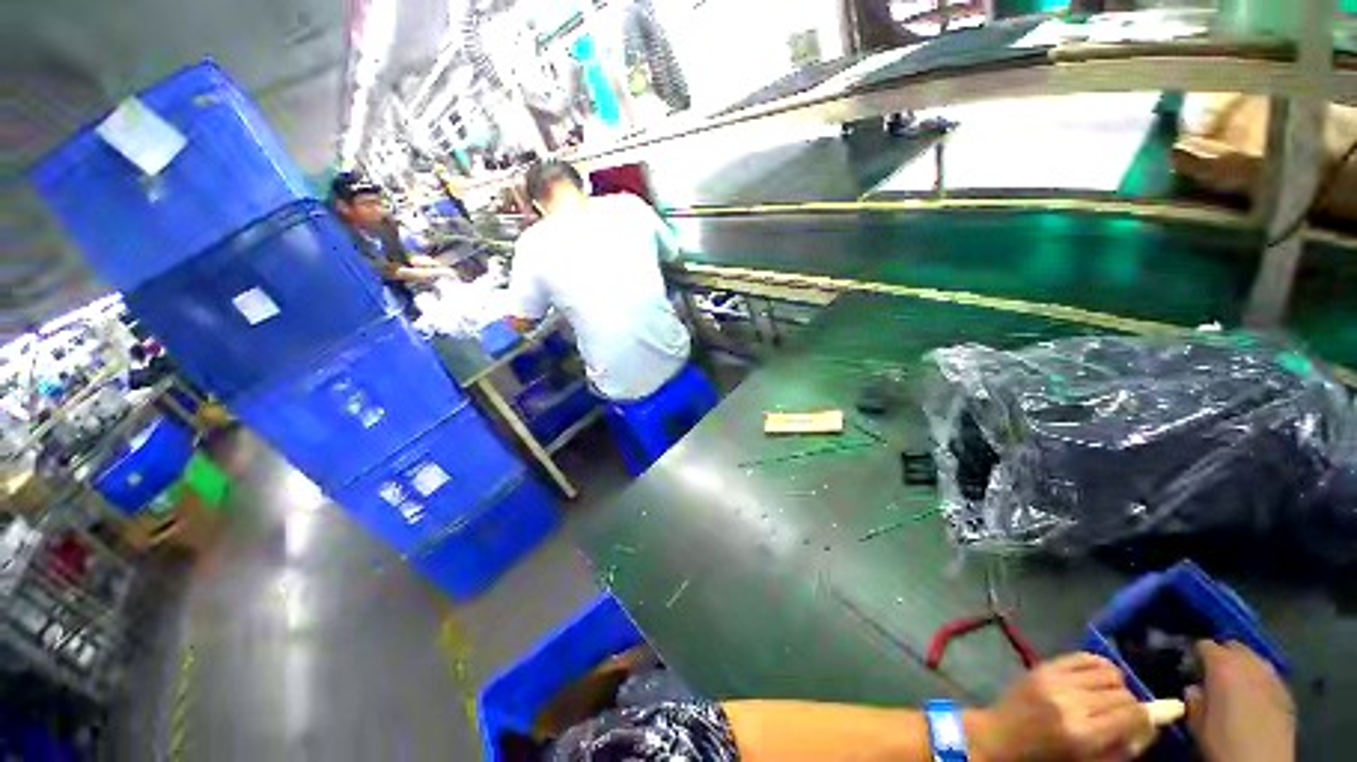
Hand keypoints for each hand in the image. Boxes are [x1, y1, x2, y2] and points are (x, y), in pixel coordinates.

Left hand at [968, 653, 1151, 761]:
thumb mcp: (1090, 761)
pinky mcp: (1044, 666)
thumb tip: (1154, 722)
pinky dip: (1100, 665)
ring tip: (1109, 698)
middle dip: (1130, 705)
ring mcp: (1056, 680)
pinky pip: (1084, 657)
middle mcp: (1071, 702)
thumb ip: (1124, 746)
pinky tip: (1099, 679)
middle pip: (1123, 694)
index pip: (1133, 714)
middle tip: (1123, 716)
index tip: (1144, 724)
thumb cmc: (1047, 757)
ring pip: (1109, 672)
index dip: (1146, 719)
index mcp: (1083, 734)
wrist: (1000, 737)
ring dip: (1117, 685)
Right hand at [1186, 641, 1294, 761]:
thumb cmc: (1223, 738)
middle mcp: (1248, 661)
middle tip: (1213, 675)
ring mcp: (1271, 675)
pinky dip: (1259, 683)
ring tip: (1235, 687)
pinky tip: (1255, 701)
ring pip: (1255, 660)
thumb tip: (1193, 689)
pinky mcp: (1286, 691)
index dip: (1196, 654)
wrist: (1262, 759)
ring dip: (1244, 668)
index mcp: (1222, 663)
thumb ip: (1193, 699)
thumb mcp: (1197, 722)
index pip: (1205, 645)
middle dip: (1223, 656)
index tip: (1190, 667)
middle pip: (1234, 646)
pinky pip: (1268, 678)